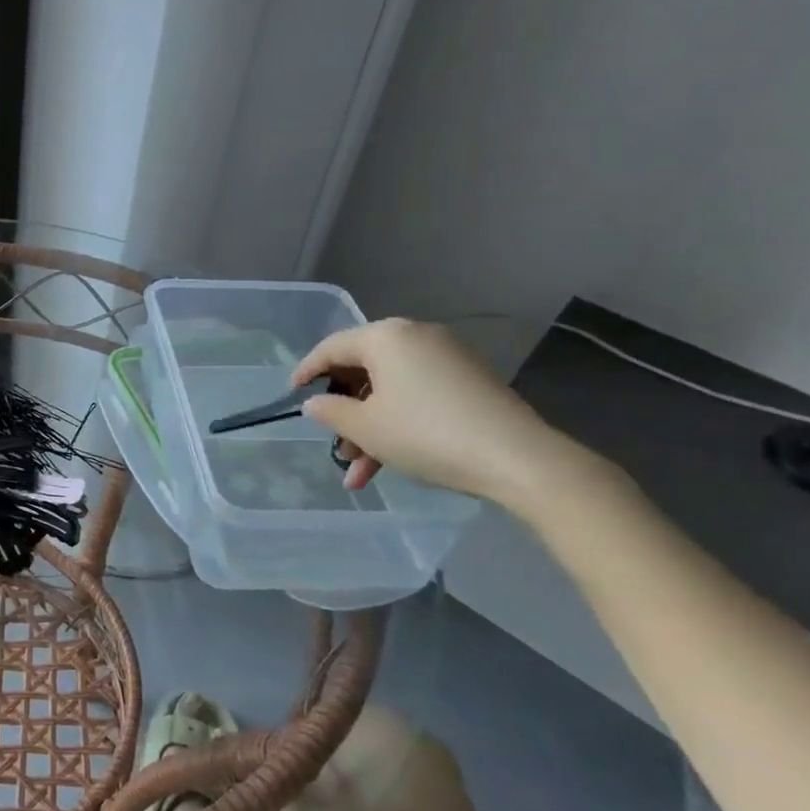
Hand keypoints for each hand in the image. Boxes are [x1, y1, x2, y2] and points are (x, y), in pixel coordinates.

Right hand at [293, 318, 581, 506]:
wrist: (517, 458)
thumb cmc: (426, 434)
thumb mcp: (365, 427)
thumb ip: (330, 411)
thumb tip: (315, 403)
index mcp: (386, 337)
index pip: (332, 348)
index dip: (306, 371)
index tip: (291, 395)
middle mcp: (415, 337)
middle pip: (363, 370)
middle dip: (344, 412)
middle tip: (332, 443)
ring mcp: (447, 359)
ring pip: (390, 390)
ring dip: (370, 429)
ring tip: (359, 473)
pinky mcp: (469, 382)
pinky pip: (418, 397)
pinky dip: (399, 424)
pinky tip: (390, 465)